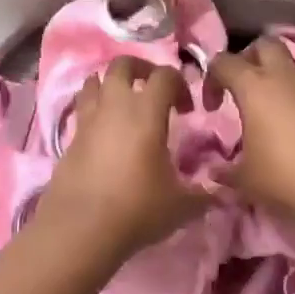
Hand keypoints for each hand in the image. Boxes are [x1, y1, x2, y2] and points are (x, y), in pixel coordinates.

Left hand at [38, 57, 207, 260]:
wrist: (81, 229)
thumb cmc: (137, 209)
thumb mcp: (181, 205)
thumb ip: (204, 194)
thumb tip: (224, 193)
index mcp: (146, 112)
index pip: (164, 75)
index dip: (180, 84)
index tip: (188, 109)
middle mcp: (115, 105)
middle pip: (123, 64)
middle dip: (141, 69)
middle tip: (154, 90)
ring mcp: (88, 119)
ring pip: (95, 81)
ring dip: (111, 84)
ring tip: (124, 104)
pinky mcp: (70, 137)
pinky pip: (82, 108)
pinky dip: (94, 108)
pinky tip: (105, 132)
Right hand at [209, 37, 294, 224]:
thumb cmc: (284, 176)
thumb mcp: (245, 179)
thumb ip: (226, 170)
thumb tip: (216, 172)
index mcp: (254, 86)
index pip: (224, 61)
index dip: (212, 78)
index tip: (212, 106)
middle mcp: (284, 77)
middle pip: (265, 44)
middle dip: (251, 58)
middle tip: (244, 86)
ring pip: (294, 63)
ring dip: (281, 74)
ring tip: (273, 101)